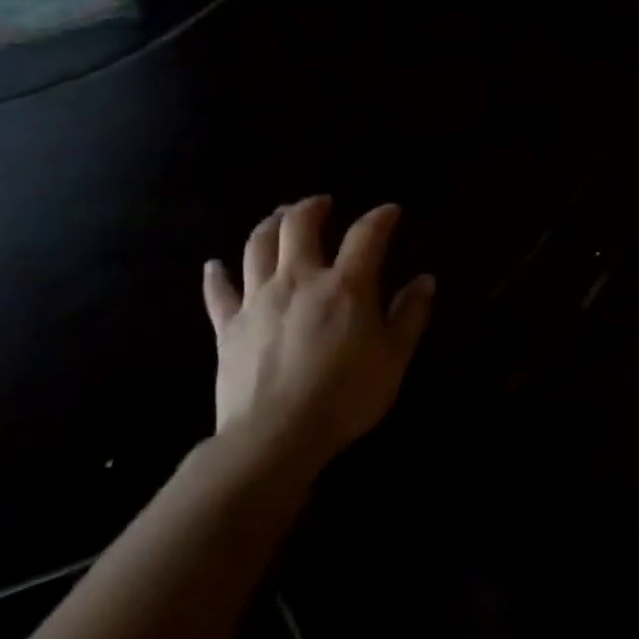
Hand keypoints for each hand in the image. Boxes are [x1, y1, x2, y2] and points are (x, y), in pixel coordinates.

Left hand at [201, 196, 434, 479]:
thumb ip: (410, 315)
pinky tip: (214, 265)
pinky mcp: (228, 326)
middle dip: (312, 208)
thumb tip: (424, 280)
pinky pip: (218, 293)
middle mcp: (299, 280)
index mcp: (345, 286)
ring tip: (279, 217)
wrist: (276, 435)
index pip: (366, 236)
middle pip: (299, 227)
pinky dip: (216, 275)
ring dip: (269, 225)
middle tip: (322, 203)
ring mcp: (258, 300)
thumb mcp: (394, 357)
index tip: (390, 211)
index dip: (380, 218)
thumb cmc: (347, 395)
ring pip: (256, 247)